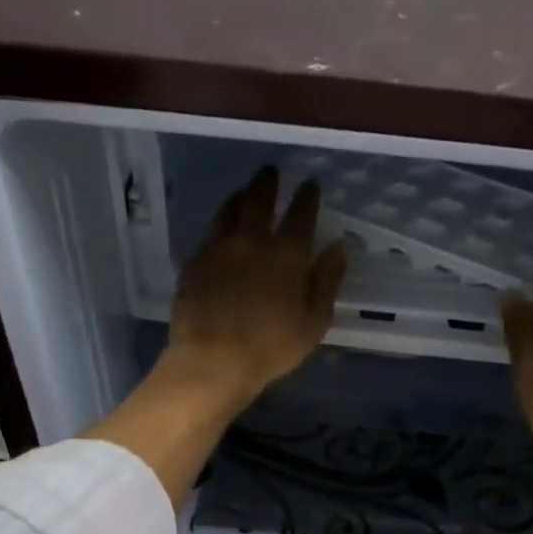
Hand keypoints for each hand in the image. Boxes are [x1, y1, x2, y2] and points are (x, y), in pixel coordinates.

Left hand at [159, 166, 346, 413]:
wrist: (211, 362)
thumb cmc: (270, 348)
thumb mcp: (313, 322)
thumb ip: (326, 281)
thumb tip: (338, 247)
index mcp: (286, 255)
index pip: (301, 213)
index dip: (307, 196)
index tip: (310, 185)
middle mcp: (251, 241)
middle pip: (260, 199)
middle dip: (268, 182)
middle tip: (271, 171)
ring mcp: (218, 249)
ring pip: (229, 209)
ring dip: (241, 196)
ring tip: (245, 192)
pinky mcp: (194, 262)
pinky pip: (209, 233)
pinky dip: (220, 223)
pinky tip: (221, 229)